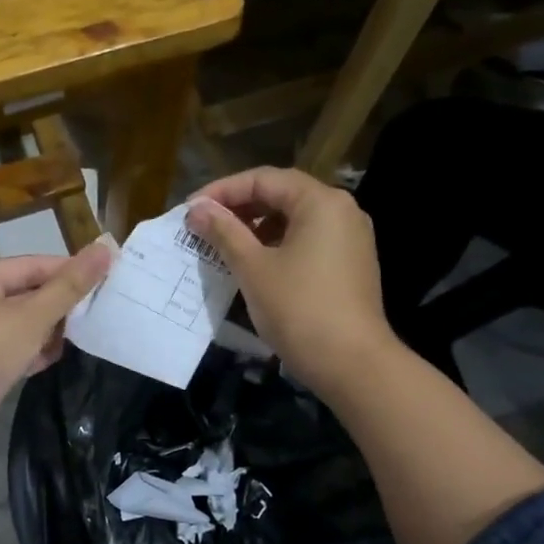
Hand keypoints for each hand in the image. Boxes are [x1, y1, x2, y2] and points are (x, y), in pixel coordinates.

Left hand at [0, 243, 111, 451]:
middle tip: (95, 309)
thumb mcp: (33, 315)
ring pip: (18, 324)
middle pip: (23, 294)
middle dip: (58, 303)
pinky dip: (32, 350)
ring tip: (81, 334)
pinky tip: (54, 357)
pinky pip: (10, 349)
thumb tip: (105, 249)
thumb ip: (69, 286)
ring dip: (47, 329)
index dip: (66, 269)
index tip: (102, 277)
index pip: (29, 265)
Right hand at [185, 168, 392, 398]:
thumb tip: (196, 208)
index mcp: (321, 202)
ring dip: (256, 228)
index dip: (222, 191)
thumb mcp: (253, 268)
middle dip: (239, 208)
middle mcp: (342, 211)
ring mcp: (351, 239)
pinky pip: (308, 242)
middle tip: (203, 227)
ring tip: (223, 246)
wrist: (352, 363)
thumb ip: (224, 232)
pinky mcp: (351, 265)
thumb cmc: (299, 309)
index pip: (263, 179)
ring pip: (294, 220)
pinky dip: (278, 246)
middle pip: (282, 196)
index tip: (191, 210)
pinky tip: (254, 266)